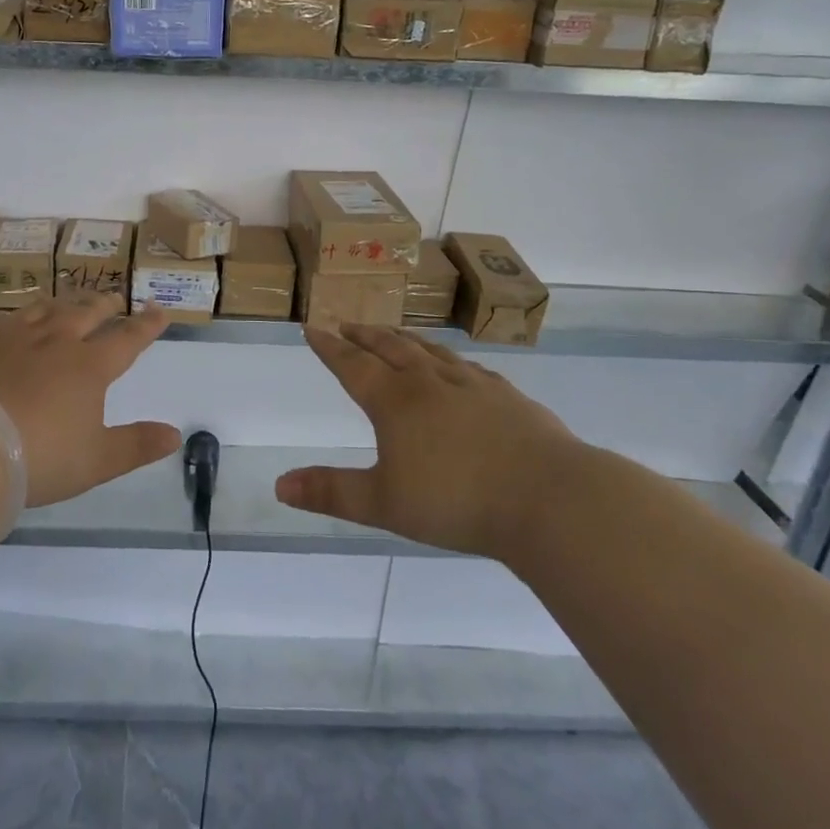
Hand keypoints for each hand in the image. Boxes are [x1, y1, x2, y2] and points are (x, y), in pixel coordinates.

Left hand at [0, 295, 179, 508]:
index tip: (159, 311)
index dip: (147, 325)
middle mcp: (57, 340)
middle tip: (114, 299)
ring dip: (65, 303)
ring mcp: (15, 335)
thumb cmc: (40, 458)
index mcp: (90, 367)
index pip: (128, 339)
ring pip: (48, 308)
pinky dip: (18, 318)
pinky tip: (14, 324)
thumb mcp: (97, 461)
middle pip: (88, 313)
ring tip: (70, 303)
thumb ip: (138, 445)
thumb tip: (176, 434)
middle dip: (105, 305)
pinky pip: (5, 319)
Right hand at [276, 324, 581, 559]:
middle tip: (348, 324)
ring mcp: (473, 385)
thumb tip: (279, 485)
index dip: (330, 348)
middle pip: (390, 348)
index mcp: (396, 401)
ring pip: (430, 351)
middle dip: (364, 336)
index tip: (313, 328)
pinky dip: (449, 359)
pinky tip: (456, 365)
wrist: (549, 498)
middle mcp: (430, 382)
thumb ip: (332, 492)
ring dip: (404, 339)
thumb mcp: (384, 504)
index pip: (353, 366)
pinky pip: (468, 367)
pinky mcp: (507, 396)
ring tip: (392, 333)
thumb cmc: (458, 501)